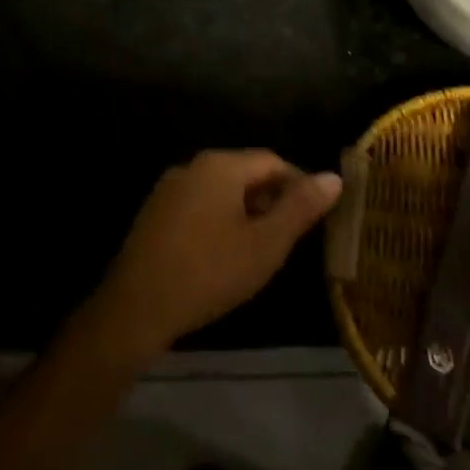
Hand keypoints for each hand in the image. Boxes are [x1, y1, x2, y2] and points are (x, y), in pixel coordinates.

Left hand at [90, 150, 342, 360]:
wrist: (136, 307)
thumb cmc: (209, 272)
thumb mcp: (265, 244)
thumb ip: (300, 208)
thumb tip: (333, 177)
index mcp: (220, 165)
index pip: (272, 161)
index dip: (299, 185)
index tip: (315, 218)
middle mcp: (193, 166)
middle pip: (245, 173)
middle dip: (272, 201)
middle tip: (289, 240)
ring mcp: (169, 189)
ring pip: (222, 191)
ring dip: (246, 213)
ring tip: (260, 252)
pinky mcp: (155, 214)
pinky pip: (199, 206)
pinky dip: (220, 222)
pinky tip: (223, 257)